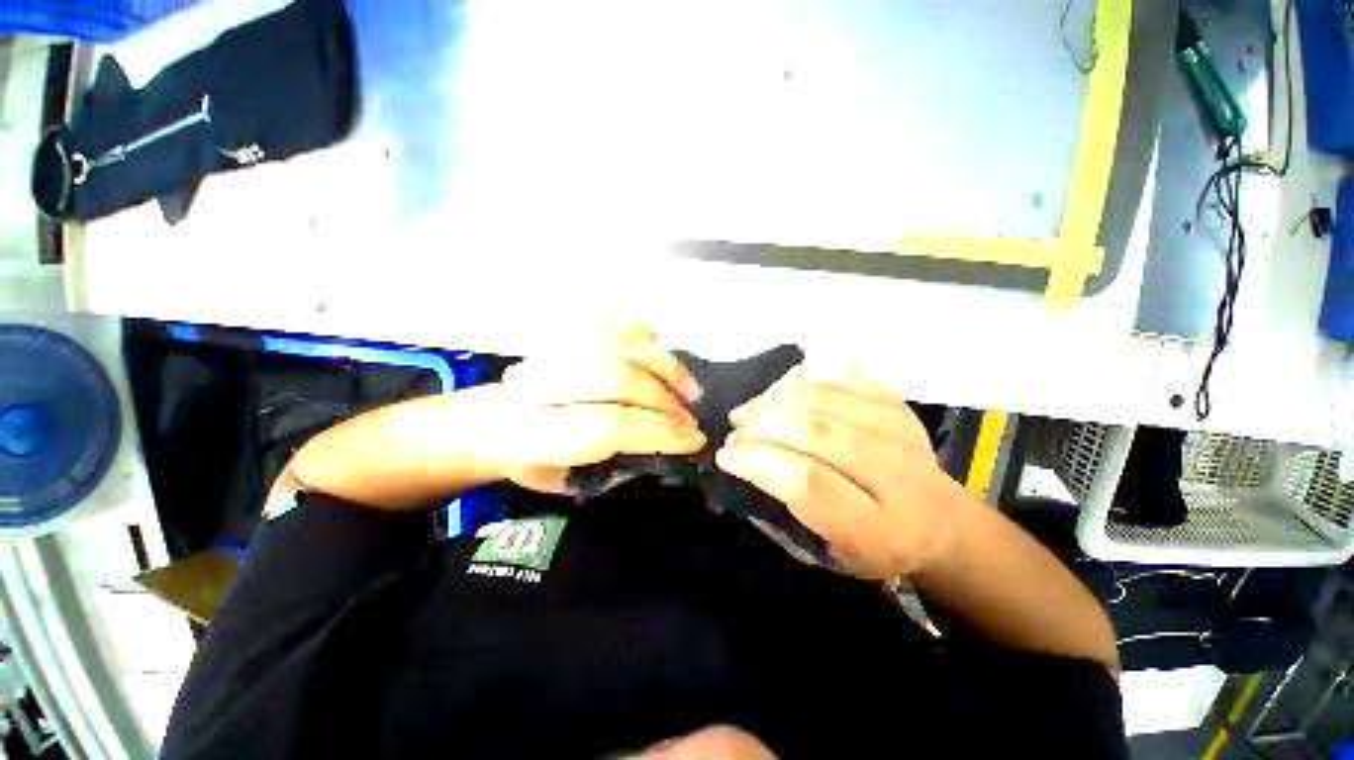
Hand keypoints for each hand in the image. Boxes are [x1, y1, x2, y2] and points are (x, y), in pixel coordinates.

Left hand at [486, 326, 706, 493]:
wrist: (491, 420)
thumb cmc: (531, 460)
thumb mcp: (563, 483)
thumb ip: (611, 468)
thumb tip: (665, 449)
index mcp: (536, 431)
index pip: (611, 424)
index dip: (661, 431)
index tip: (693, 441)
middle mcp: (542, 381)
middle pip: (620, 378)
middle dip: (667, 403)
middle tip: (690, 421)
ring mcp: (556, 349)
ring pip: (622, 345)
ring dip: (668, 369)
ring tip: (690, 392)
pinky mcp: (569, 332)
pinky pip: (620, 327)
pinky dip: (652, 344)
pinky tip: (667, 365)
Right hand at [715, 367, 969, 581]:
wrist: (939, 522)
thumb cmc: (872, 547)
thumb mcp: (824, 554)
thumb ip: (781, 512)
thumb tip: (740, 462)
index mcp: (877, 529)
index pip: (807, 481)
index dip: (757, 461)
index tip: (727, 456)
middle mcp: (894, 474)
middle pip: (814, 432)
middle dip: (761, 426)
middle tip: (735, 430)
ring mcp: (898, 429)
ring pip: (823, 398)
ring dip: (773, 399)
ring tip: (749, 410)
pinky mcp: (895, 402)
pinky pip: (839, 375)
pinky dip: (801, 378)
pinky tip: (779, 391)